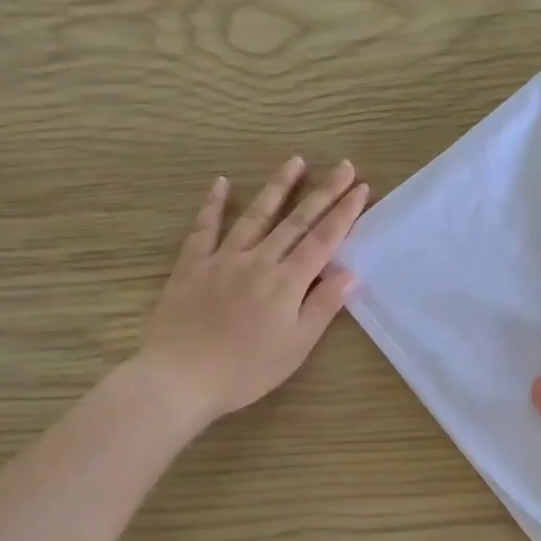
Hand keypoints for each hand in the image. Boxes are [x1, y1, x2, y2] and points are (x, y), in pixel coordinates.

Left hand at [142, 156, 368, 423]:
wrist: (180, 378)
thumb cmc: (245, 370)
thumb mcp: (295, 346)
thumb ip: (322, 306)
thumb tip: (350, 273)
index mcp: (286, 282)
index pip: (323, 240)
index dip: (344, 213)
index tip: (360, 187)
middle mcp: (258, 261)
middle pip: (296, 221)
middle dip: (323, 192)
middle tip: (342, 165)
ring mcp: (223, 259)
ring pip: (256, 216)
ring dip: (278, 187)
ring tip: (295, 161)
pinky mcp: (192, 266)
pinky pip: (203, 229)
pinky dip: (213, 204)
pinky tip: (221, 183)